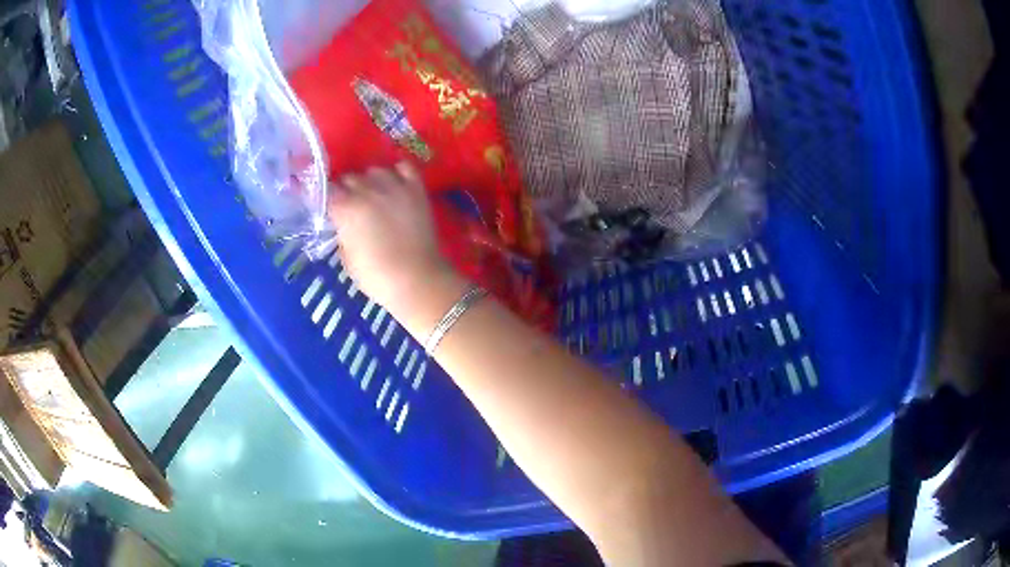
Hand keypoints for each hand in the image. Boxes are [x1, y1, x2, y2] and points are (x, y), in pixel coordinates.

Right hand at [329, 163, 452, 311]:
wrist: (418, 279)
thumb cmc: (376, 276)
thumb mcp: (347, 260)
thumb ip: (342, 235)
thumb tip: (344, 225)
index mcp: (345, 208)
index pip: (328, 190)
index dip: (328, 199)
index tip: (330, 208)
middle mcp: (367, 190)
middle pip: (350, 178)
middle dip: (347, 189)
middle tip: (351, 205)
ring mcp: (394, 186)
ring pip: (375, 170)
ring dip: (370, 181)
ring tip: (373, 194)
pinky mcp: (416, 189)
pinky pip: (404, 167)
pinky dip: (398, 171)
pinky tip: (395, 182)